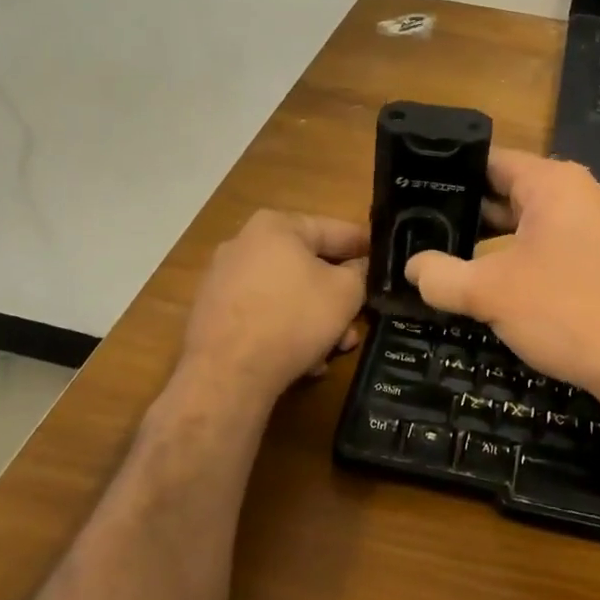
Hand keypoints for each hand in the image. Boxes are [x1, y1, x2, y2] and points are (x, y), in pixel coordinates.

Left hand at [181, 211, 367, 397]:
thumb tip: (360, 267)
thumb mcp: (345, 292)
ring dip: (316, 319)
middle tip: (359, 320)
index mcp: (275, 226)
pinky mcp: (214, 314)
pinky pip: (264, 314)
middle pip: (308, 266)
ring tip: (335, 348)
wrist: (227, 374)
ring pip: (287, 294)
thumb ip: (360, 272)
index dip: (364, 246)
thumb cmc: (293, 319)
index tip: (385, 260)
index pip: (334, 230)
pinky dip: (287, 331)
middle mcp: (244, 245)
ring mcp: (224, 280)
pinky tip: (305, 360)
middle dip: (338, 296)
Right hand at [404, 150, 599, 411]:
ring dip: (493, 239)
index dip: (449, 175)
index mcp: (553, 183)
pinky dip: (521, 256)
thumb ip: (441, 276)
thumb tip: (412, 267)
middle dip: (468, 212)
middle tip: (422, 229)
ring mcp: (598, 225)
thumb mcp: (489, 293)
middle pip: (510, 190)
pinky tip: (495, 281)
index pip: (490, 161)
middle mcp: (580, 193)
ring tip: (448, 255)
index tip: (415, 193)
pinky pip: (553, 243)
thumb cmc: (565, 312)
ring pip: (531, 221)